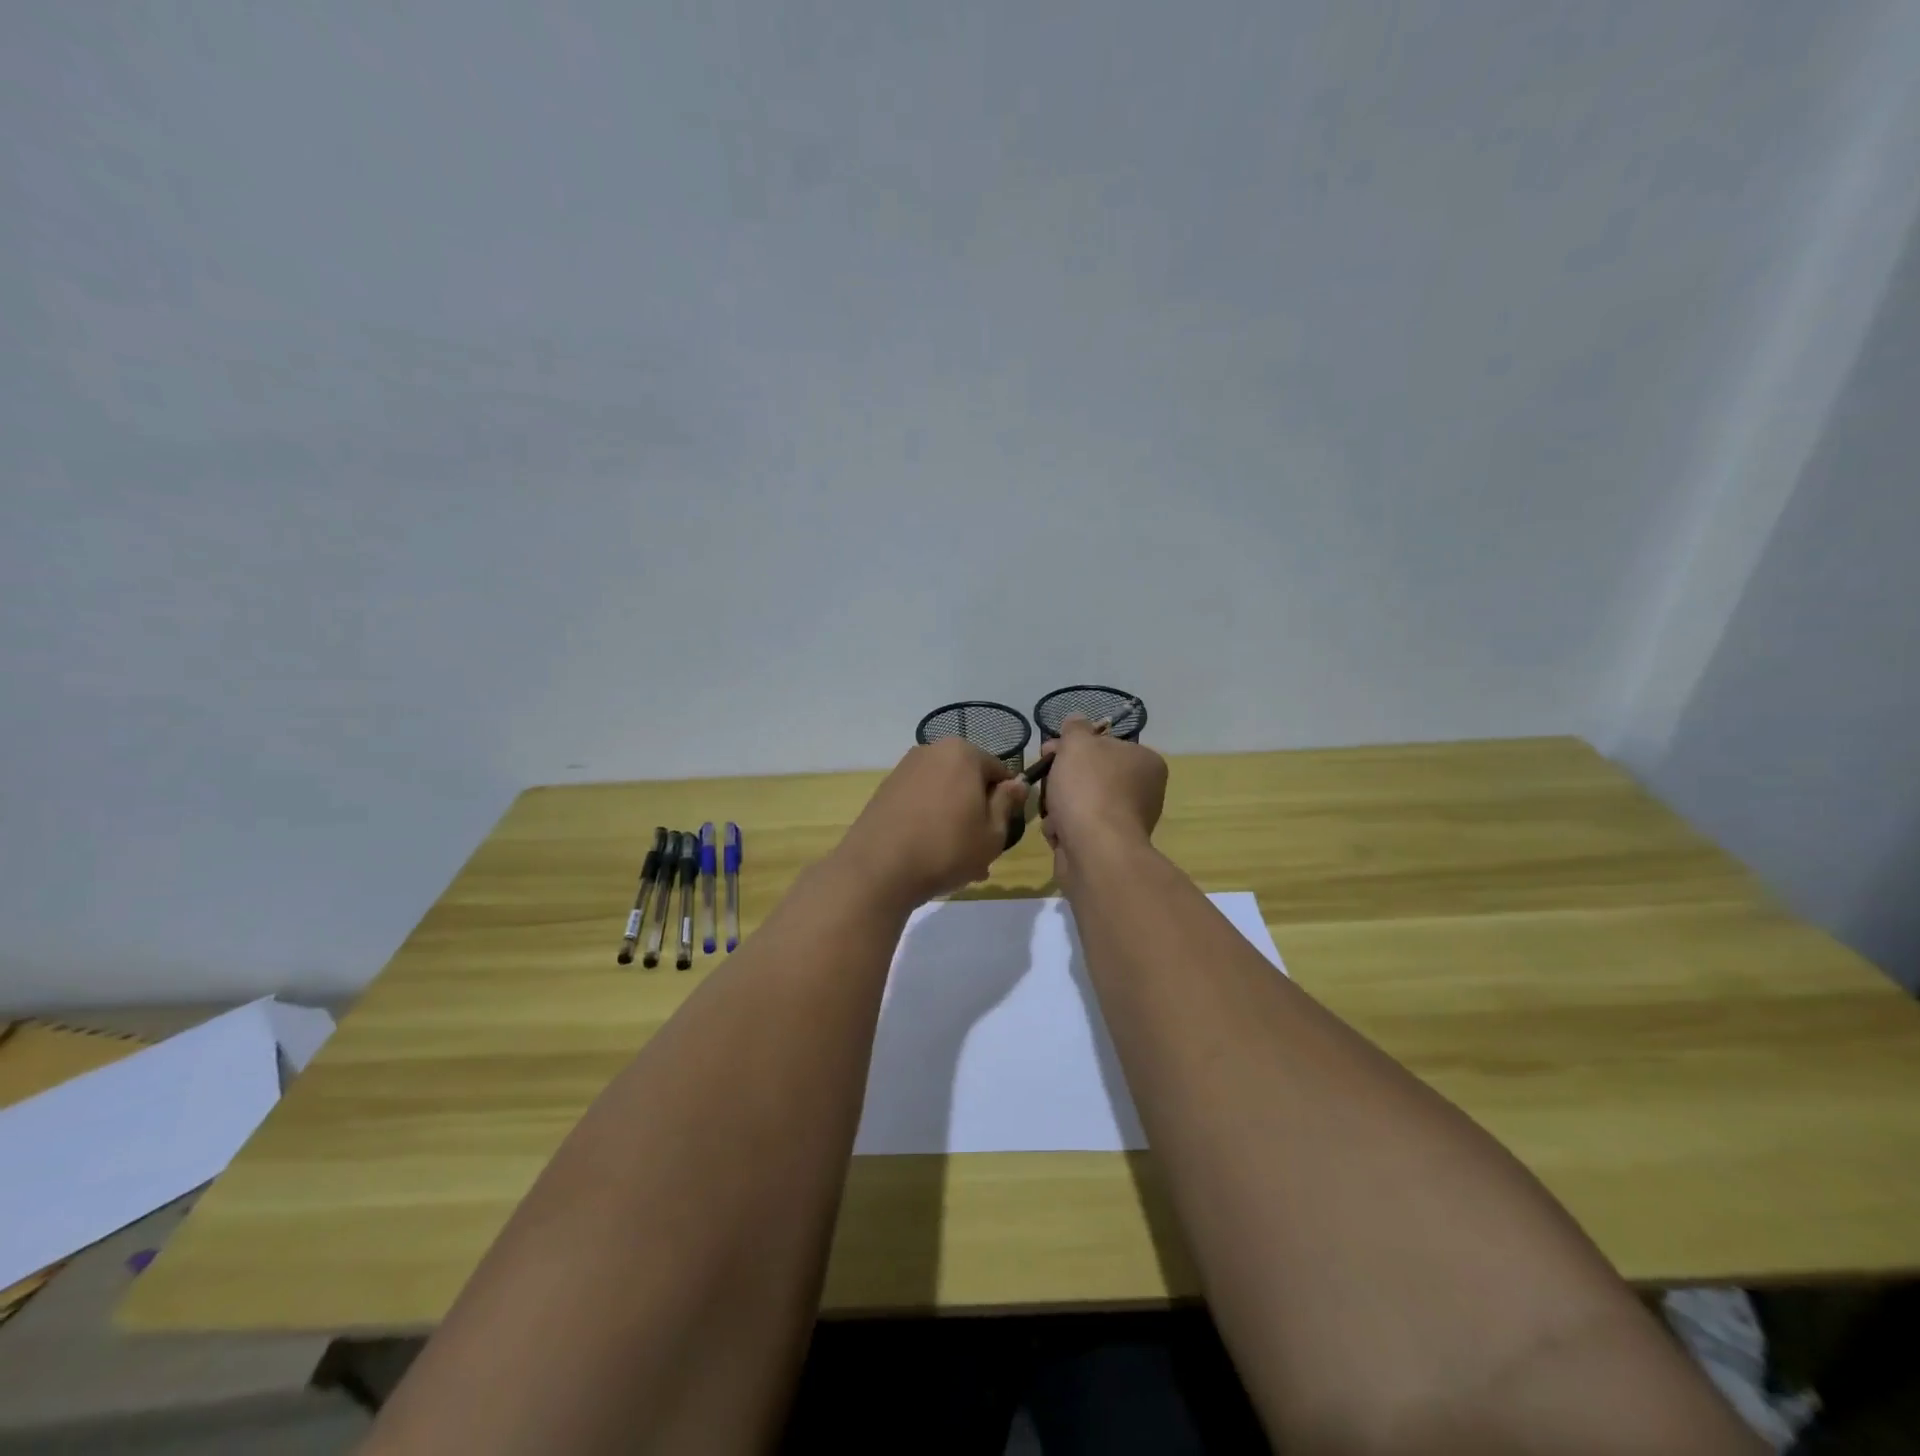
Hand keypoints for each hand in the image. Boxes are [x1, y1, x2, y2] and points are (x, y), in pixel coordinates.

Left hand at [835, 739, 1028, 908]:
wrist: (877, 869)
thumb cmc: (946, 848)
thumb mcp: (992, 833)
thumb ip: (1007, 803)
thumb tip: (1017, 783)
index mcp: (962, 753)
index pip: (999, 772)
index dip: (1006, 803)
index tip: (1002, 832)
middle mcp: (931, 751)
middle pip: (968, 781)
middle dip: (977, 812)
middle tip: (980, 852)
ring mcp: (904, 769)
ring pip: (944, 794)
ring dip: (954, 820)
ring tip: (955, 861)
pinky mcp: (884, 790)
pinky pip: (920, 802)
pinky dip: (929, 822)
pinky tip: (929, 854)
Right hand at [1040, 715, 1167, 875]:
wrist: (1095, 850)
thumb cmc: (1089, 788)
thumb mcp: (1077, 743)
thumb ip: (1075, 727)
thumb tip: (1076, 720)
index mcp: (1146, 762)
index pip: (1105, 745)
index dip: (1073, 745)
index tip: (1049, 750)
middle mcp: (1143, 791)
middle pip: (1091, 774)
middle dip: (1062, 778)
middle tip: (1043, 778)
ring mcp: (1126, 821)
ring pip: (1081, 802)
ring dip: (1059, 805)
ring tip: (1053, 812)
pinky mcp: (1109, 846)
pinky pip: (1079, 828)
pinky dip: (1064, 829)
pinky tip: (1059, 832)